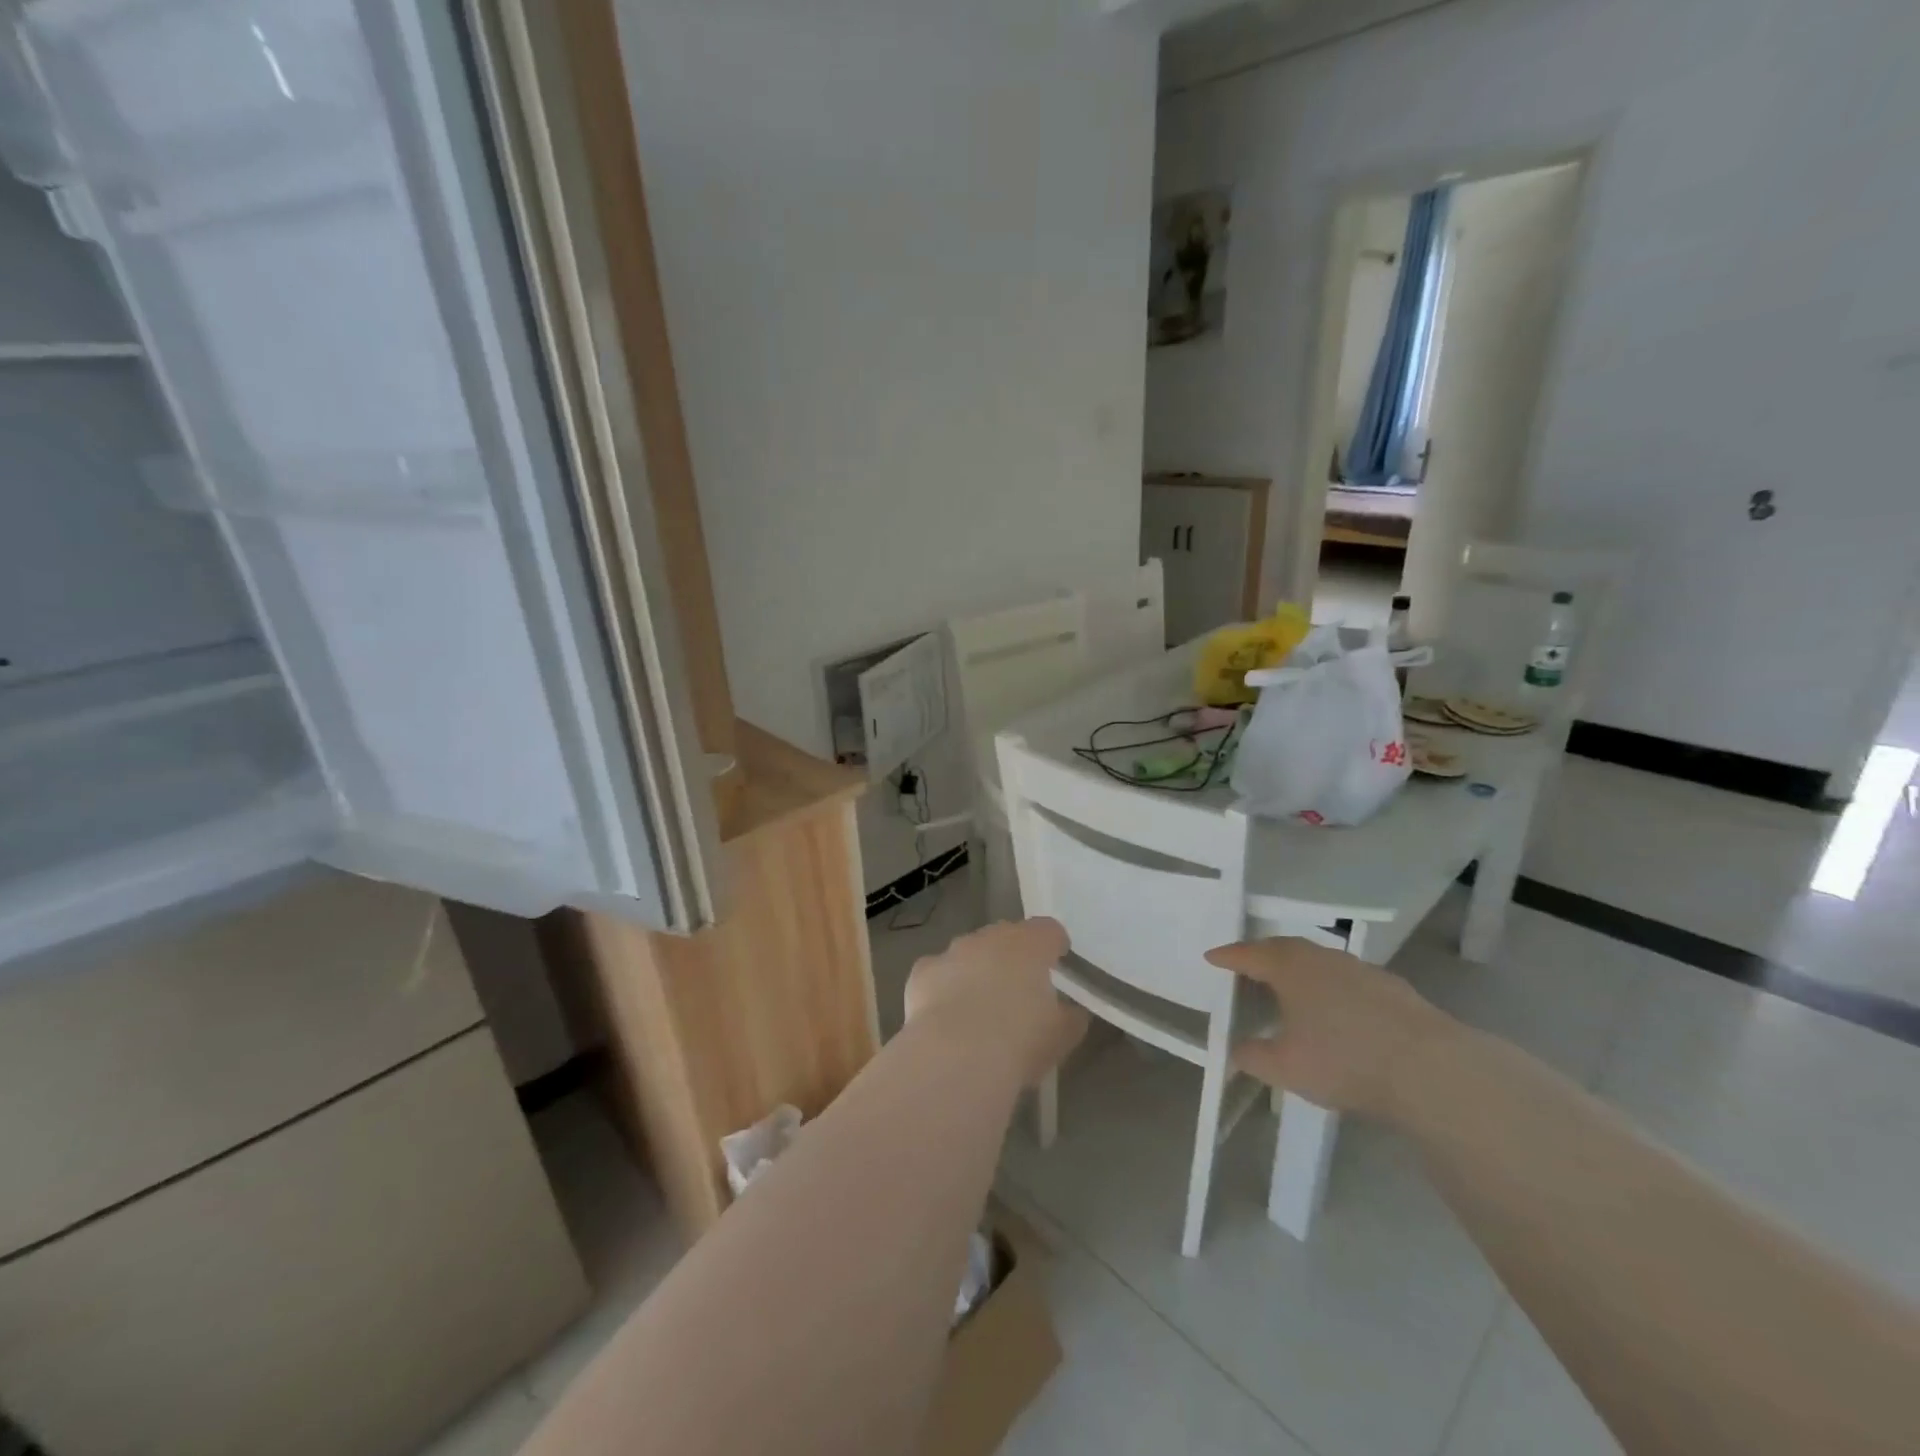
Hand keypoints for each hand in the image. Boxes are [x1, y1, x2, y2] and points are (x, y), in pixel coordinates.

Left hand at [905, 918, 1088, 1087]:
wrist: (956, 1055)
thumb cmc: (1020, 1041)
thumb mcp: (1061, 1037)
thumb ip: (1070, 1018)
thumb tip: (1071, 1013)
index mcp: (1031, 944)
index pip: (1049, 930)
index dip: (1054, 945)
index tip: (1057, 964)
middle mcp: (991, 938)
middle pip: (1006, 937)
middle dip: (1012, 958)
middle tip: (1018, 991)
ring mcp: (953, 951)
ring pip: (970, 953)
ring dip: (977, 971)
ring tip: (979, 1009)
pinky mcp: (923, 971)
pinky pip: (938, 973)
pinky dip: (943, 987)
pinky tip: (945, 1016)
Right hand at [1205, 937, 1456, 1119]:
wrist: (1430, 1070)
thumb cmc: (1344, 1060)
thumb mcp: (1285, 1067)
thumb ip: (1252, 1056)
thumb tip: (1235, 1050)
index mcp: (1290, 967)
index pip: (1248, 954)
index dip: (1228, 957)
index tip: (1211, 958)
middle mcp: (1323, 958)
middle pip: (1284, 949)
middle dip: (1262, 956)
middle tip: (1247, 967)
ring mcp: (1361, 969)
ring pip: (1319, 961)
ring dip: (1299, 970)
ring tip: (1289, 988)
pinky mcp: (1392, 988)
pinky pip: (1347, 978)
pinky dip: (1330, 987)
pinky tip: (1336, 1010)